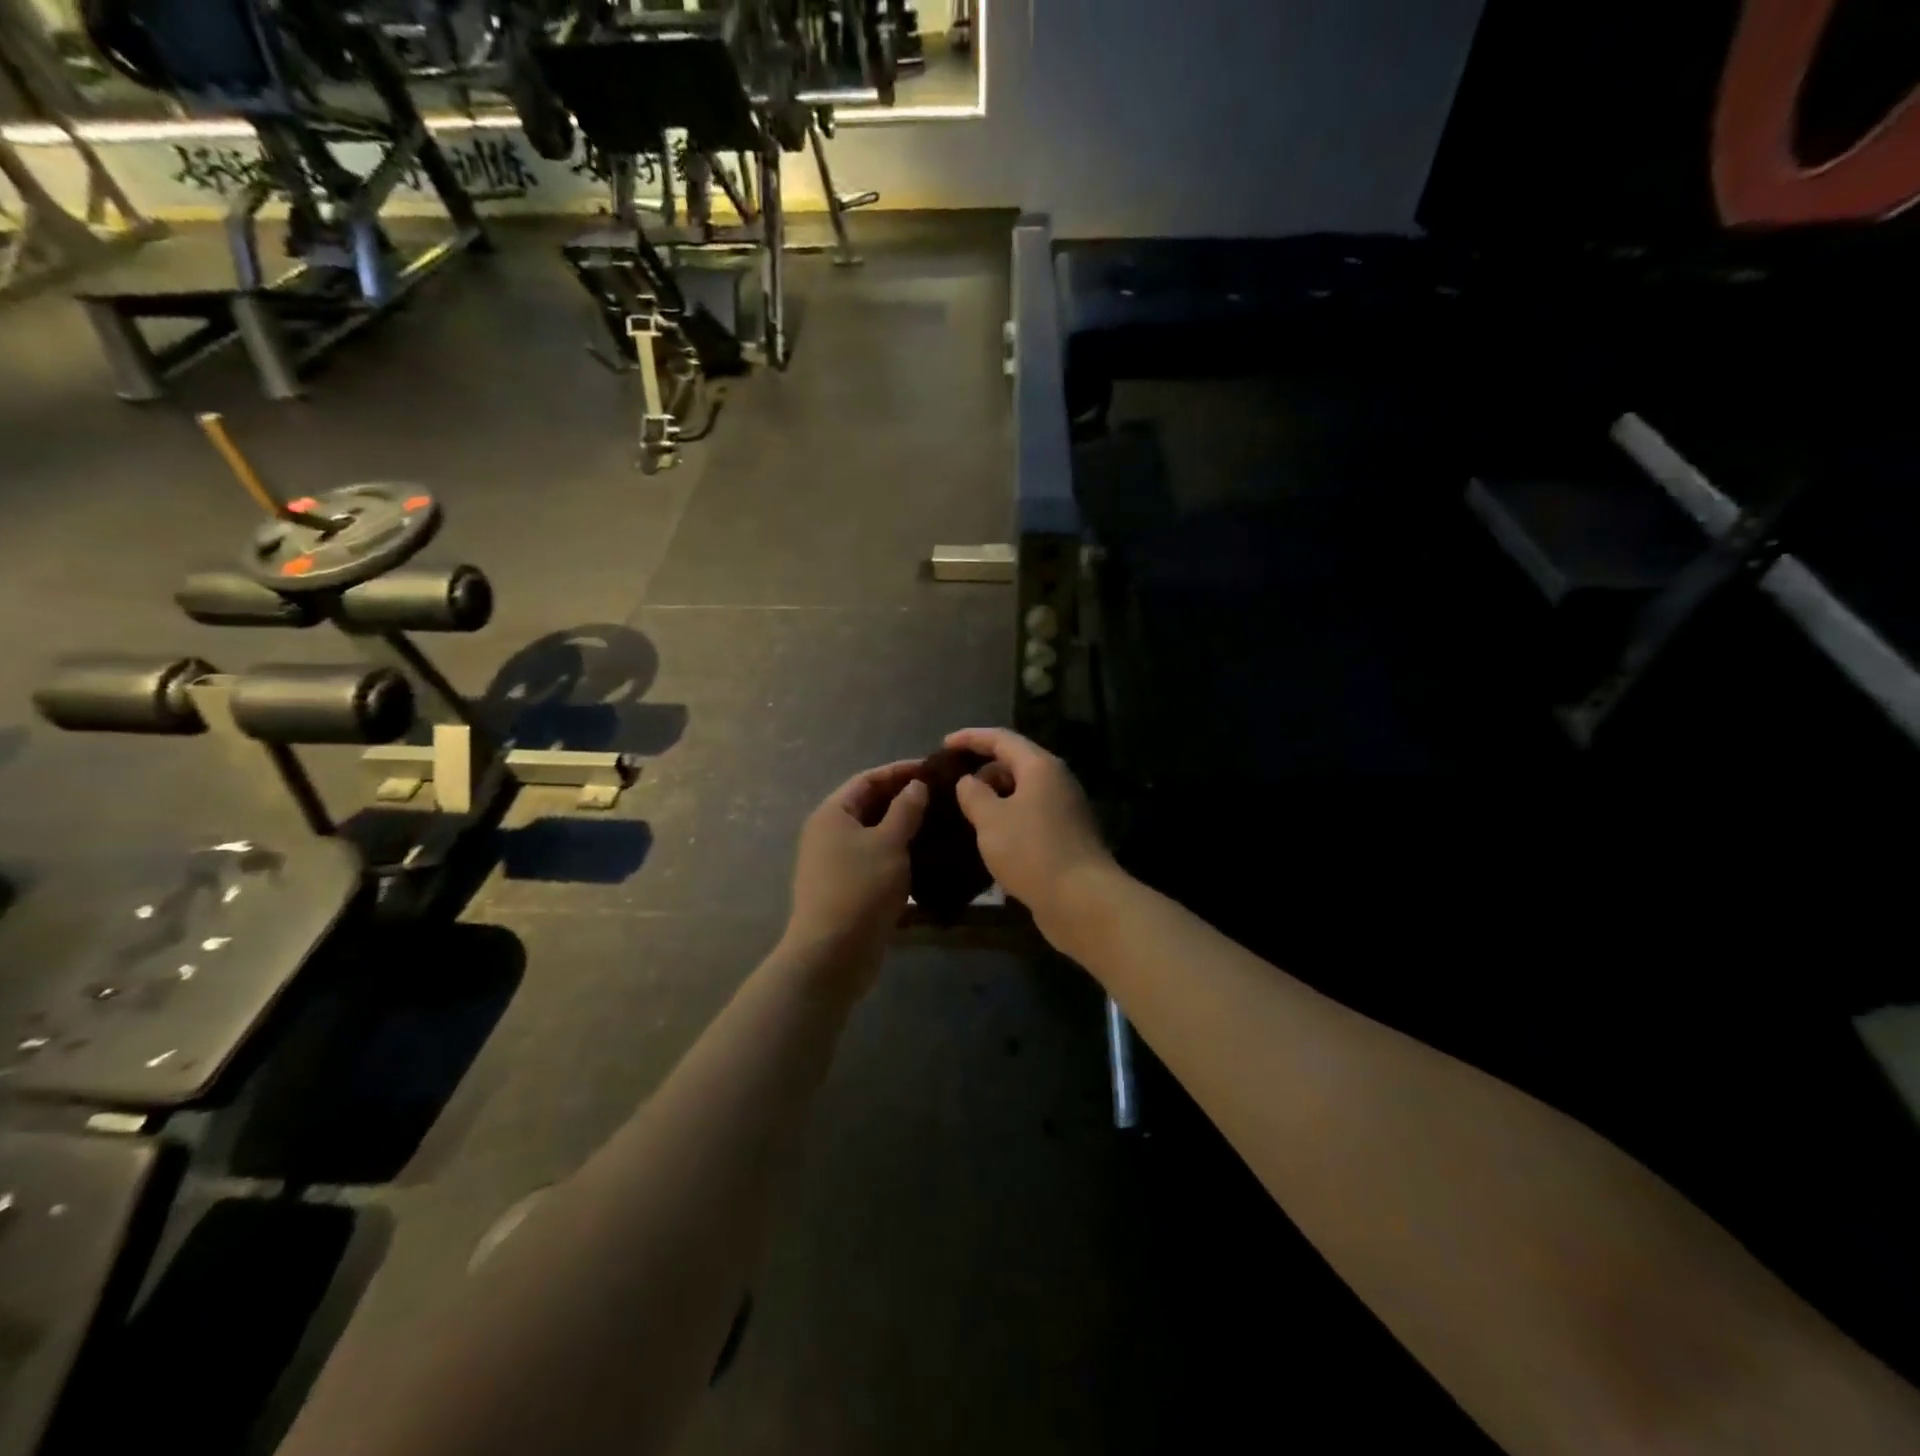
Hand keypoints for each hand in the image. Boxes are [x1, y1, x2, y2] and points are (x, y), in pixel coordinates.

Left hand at [784, 762, 928, 981]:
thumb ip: (905, 810)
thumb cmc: (860, 888)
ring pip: (874, 834)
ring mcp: (836, 863)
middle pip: (869, 805)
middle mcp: (829, 833)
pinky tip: (926, 856)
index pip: (867, 779)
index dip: (899, 771)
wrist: (833, 954)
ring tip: (939, 823)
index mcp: (832, 814)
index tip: (932, 769)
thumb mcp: (889, 843)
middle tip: (941, 796)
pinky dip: (898, 853)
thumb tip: (916, 785)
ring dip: (903, 828)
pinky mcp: (848, 888)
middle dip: (903, 799)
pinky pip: (875, 859)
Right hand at [944, 728, 1117, 935]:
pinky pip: (1030, 815)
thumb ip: (973, 794)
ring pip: (1022, 792)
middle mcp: (1056, 781)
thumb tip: (968, 782)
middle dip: (982, 771)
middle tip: (951, 787)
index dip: (970, 738)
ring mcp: (1064, 809)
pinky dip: (1007, 819)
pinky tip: (989, 838)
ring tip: (965, 813)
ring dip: (994, 798)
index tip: (943, 745)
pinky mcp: (1066, 836)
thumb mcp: (990, 819)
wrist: (1082, 899)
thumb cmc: (1031, 851)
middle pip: (1014, 763)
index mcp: (1040, 766)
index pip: (1001, 738)